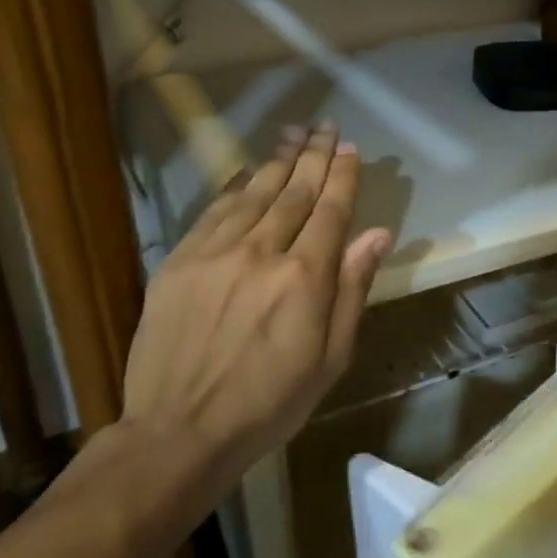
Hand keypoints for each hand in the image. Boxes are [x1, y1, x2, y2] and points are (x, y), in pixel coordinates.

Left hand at [121, 122, 390, 488]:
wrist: (181, 431)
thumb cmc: (271, 402)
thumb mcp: (331, 357)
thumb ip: (353, 289)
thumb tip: (378, 235)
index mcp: (305, 278)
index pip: (331, 211)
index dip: (343, 176)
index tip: (351, 150)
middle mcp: (262, 252)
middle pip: (295, 191)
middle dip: (314, 156)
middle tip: (326, 127)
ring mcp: (215, 253)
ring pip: (255, 193)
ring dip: (278, 161)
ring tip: (294, 136)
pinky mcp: (179, 262)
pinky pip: (214, 211)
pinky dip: (236, 186)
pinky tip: (248, 171)